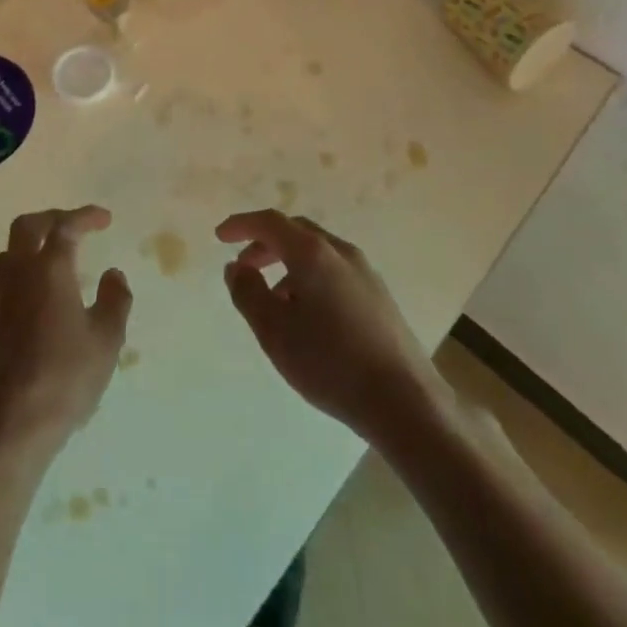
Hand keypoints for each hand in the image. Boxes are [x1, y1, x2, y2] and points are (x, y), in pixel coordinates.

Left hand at [0, 206, 131, 460]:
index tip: (104, 219)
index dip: (85, 217)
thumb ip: (115, 301)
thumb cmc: (64, 380)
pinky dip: (18, 284)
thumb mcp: (106, 342)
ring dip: (29, 249)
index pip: (65, 226)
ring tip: (50, 263)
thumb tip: (114, 274)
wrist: (8, 428)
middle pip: (26, 227)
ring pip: (6, 255)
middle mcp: (16, 275)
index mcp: (49, 270)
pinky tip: (32, 307)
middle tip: (72, 227)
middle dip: (51, 219)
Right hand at [217, 210, 432, 441]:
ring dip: (288, 264)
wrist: (406, 403)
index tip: (220, 236)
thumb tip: (236, 267)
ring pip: (317, 253)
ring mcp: (365, 273)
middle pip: (295, 232)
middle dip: (265, 244)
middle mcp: (340, 252)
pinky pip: (335, 271)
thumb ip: (247, 293)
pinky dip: (311, 278)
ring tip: (274, 300)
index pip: (269, 222)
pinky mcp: (380, 297)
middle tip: (245, 267)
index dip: (241, 225)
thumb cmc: (331, 363)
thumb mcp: (274, 331)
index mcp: (312, 252)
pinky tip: (308, 316)